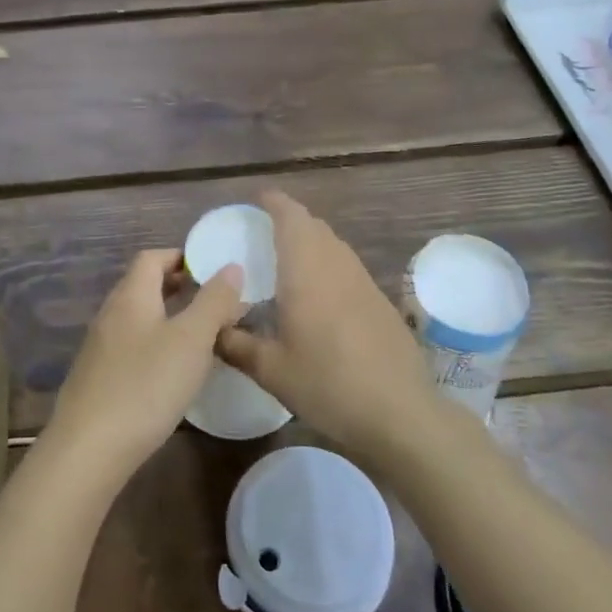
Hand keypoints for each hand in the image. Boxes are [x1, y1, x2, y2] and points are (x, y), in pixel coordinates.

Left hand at [44, 250, 247, 484]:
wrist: (89, 449)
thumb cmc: (146, 385)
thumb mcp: (192, 340)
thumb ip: (214, 301)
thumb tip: (230, 266)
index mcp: (131, 296)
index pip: (152, 258)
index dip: (182, 257)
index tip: (213, 270)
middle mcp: (111, 314)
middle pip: (144, 286)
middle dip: (180, 288)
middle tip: (216, 302)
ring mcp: (100, 347)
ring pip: (140, 319)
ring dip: (170, 319)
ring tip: (203, 337)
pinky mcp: (99, 378)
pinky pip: (133, 346)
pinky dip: (157, 346)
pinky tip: (174, 372)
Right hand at [217, 192, 438, 461]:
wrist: (399, 412)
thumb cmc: (327, 383)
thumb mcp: (270, 369)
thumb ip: (235, 344)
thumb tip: (211, 330)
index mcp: (306, 271)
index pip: (291, 217)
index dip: (274, 203)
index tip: (257, 200)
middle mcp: (337, 266)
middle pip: (314, 227)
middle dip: (290, 221)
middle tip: (263, 232)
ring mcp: (364, 282)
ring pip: (334, 246)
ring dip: (311, 242)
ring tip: (286, 260)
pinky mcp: (380, 302)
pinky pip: (347, 268)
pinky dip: (327, 265)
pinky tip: (317, 295)